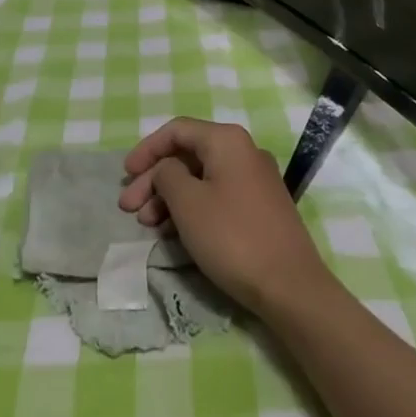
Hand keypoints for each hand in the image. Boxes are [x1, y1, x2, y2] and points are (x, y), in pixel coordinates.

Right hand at [116, 118, 330, 316]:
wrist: (290, 286)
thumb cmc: (232, 237)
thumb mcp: (188, 203)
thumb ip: (167, 175)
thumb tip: (166, 169)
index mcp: (227, 140)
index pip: (177, 131)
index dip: (147, 150)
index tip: (125, 175)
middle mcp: (244, 151)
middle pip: (188, 155)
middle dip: (155, 179)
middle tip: (129, 208)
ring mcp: (255, 179)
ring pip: (201, 178)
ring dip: (170, 197)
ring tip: (147, 225)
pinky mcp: (260, 207)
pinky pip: (217, 195)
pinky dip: (192, 208)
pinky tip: (174, 232)